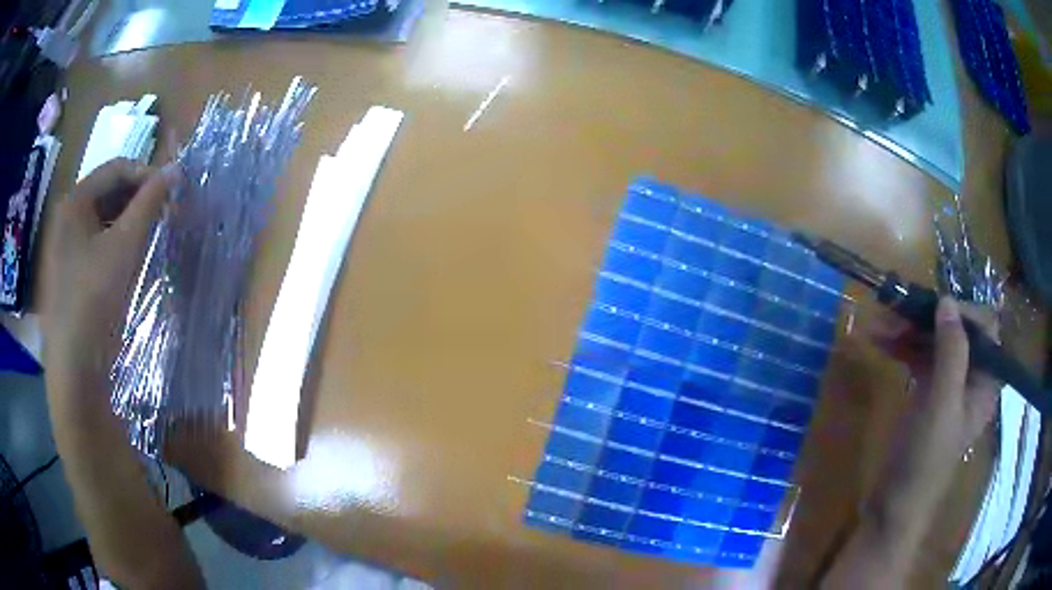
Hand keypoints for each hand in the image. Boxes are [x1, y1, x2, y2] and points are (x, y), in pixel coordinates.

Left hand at [41, 159, 173, 400]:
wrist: (73, 368)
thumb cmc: (93, 300)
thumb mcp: (124, 248)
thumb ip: (149, 204)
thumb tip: (175, 170)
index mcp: (74, 201)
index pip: (116, 168)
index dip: (146, 174)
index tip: (172, 191)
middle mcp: (66, 216)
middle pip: (108, 192)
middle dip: (137, 198)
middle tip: (164, 213)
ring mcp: (65, 246)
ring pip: (102, 218)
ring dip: (128, 220)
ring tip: (151, 233)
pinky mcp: (69, 271)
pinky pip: (96, 243)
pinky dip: (115, 242)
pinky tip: (130, 257)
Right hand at [867, 297, 999, 460]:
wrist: (893, 505)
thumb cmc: (926, 458)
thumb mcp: (942, 404)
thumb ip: (951, 352)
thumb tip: (946, 301)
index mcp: (984, 381)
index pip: (984, 328)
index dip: (962, 312)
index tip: (934, 309)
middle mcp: (970, 378)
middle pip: (955, 331)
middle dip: (927, 319)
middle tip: (896, 310)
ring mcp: (947, 386)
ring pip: (934, 342)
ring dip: (908, 330)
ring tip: (878, 324)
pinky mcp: (926, 394)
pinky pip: (918, 358)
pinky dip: (901, 347)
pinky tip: (878, 341)